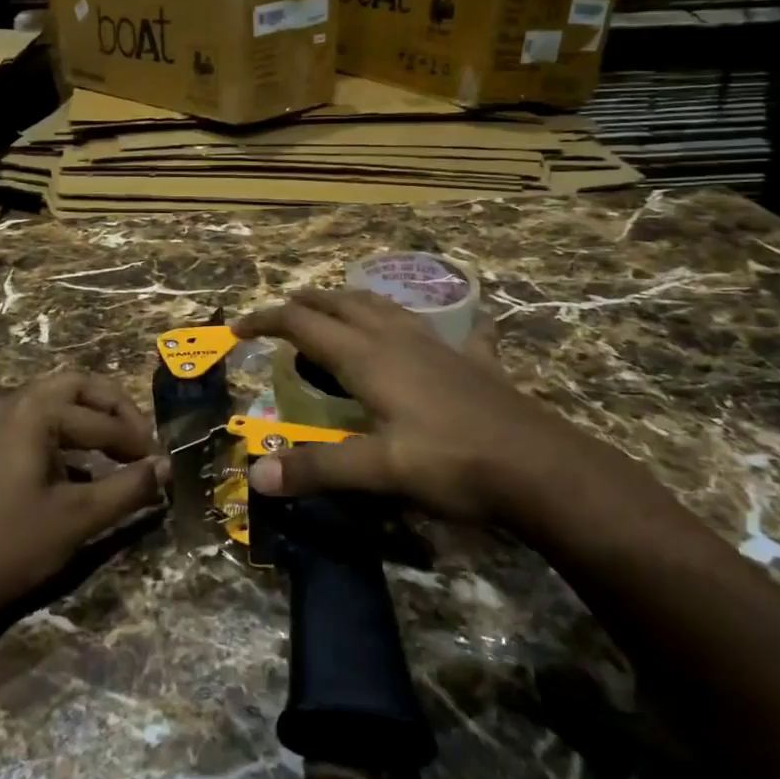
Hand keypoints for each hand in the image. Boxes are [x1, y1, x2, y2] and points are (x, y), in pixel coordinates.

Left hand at [0, 372, 165, 613]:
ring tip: (121, 456)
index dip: (138, 440)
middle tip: (143, 445)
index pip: (102, 417)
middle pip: (79, 387)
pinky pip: (36, 421)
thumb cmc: (11, 545)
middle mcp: (12, 400)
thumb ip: (129, 487)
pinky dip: (66, 435)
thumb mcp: (79, 518)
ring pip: (57, 401)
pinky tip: (84, 470)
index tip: (163, 463)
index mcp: (33, 410)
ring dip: (92, 422)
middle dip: (116, 413)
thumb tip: (168, 468)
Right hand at [232, 289, 642, 528]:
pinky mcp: (474, 362)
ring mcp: (440, 346)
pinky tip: (457, 325)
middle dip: (307, 303)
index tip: (238, 329)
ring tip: (338, 309)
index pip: (304, 325)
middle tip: (282, 313)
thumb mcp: (379, 471)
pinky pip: (451, 330)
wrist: (541, 467)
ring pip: (387, 308)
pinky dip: (436, 324)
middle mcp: (399, 340)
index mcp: (369, 358)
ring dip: (354, 303)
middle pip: (342, 304)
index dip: (267, 321)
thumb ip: (317, 468)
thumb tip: (256, 475)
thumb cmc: (453, 463)